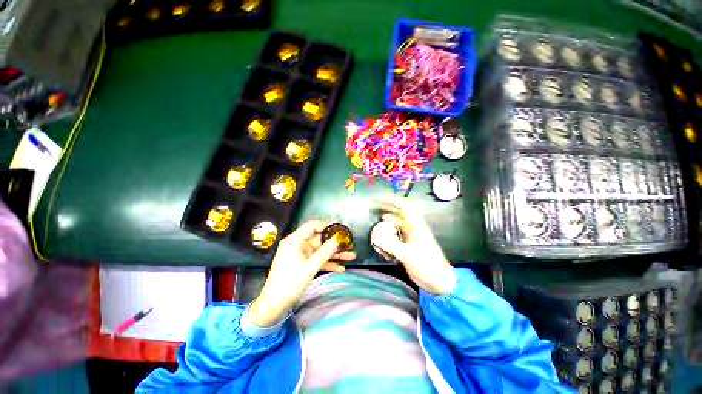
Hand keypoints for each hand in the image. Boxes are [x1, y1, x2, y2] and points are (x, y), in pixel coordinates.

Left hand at [249, 220, 355, 326]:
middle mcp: (298, 245)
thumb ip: (324, 253)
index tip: (340, 228)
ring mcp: (301, 255)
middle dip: (335, 243)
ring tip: (350, 256)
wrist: (275, 305)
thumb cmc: (289, 284)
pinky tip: (340, 268)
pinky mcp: (303, 264)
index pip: (312, 226)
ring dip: (335, 254)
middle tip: (348, 244)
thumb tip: (337, 240)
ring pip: (321, 251)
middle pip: (319, 239)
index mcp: (295, 241)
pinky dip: (328, 263)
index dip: (326, 225)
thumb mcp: (309, 267)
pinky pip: (318, 260)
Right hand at [374, 200, 455, 294]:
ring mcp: (409, 237)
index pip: (402, 207)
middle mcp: (412, 228)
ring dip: (385, 227)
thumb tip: (376, 238)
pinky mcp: (407, 245)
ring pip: (394, 227)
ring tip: (375, 230)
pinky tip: (381, 244)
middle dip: (385, 212)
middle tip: (372, 210)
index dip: (390, 201)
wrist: (438, 281)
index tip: (377, 199)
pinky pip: (394, 237)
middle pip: (396, 215)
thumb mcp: (409, 255)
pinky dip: (387, 239)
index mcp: (416, 226)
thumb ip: (392, 246)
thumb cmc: (427, 265)